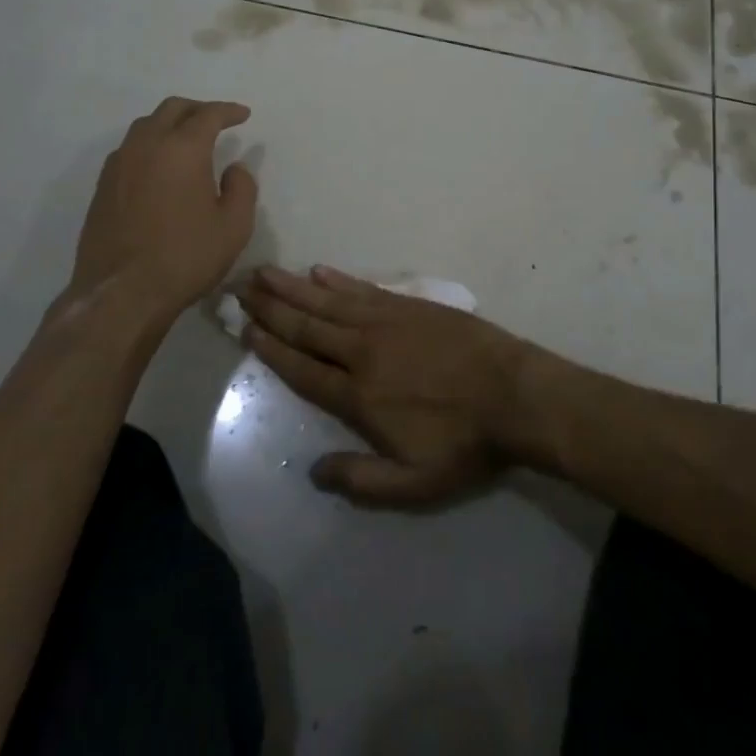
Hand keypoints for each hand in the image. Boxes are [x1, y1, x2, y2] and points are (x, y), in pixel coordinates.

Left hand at [70, 97, 256, 316]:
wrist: (121, 294)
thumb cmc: (185, 257)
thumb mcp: (234, 226)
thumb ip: (242, 188)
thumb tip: (234, 168)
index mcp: (182, 149)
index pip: (208, 115)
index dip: (229, 111)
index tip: (243, 115)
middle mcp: (147, 145)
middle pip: (172, 109)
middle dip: (198, 109)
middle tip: (216, 120)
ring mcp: (119, 164)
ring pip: (146, 126)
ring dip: (170, 124)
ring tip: (187, 139)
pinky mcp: (102, 186)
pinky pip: (129, 149)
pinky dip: (150, 144)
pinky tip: (159, 166)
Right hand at [241, 265, 531, 506]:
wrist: (515, 395)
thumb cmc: (464, 443)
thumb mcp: (415, 484)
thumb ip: (361, 480)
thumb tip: (313, 472)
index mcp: (359, 395)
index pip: (303, 368)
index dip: (272, 349)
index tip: (246, 329)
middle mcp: (364, 350)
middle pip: (308, 326)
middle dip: (271, 307)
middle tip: (240, 287)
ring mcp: (387, 321)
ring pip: (329, 301)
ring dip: (294, 287)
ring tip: (265, 272)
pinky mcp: (409, 305)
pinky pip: (364, 289)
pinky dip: (338, 279)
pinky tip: (319, 271)